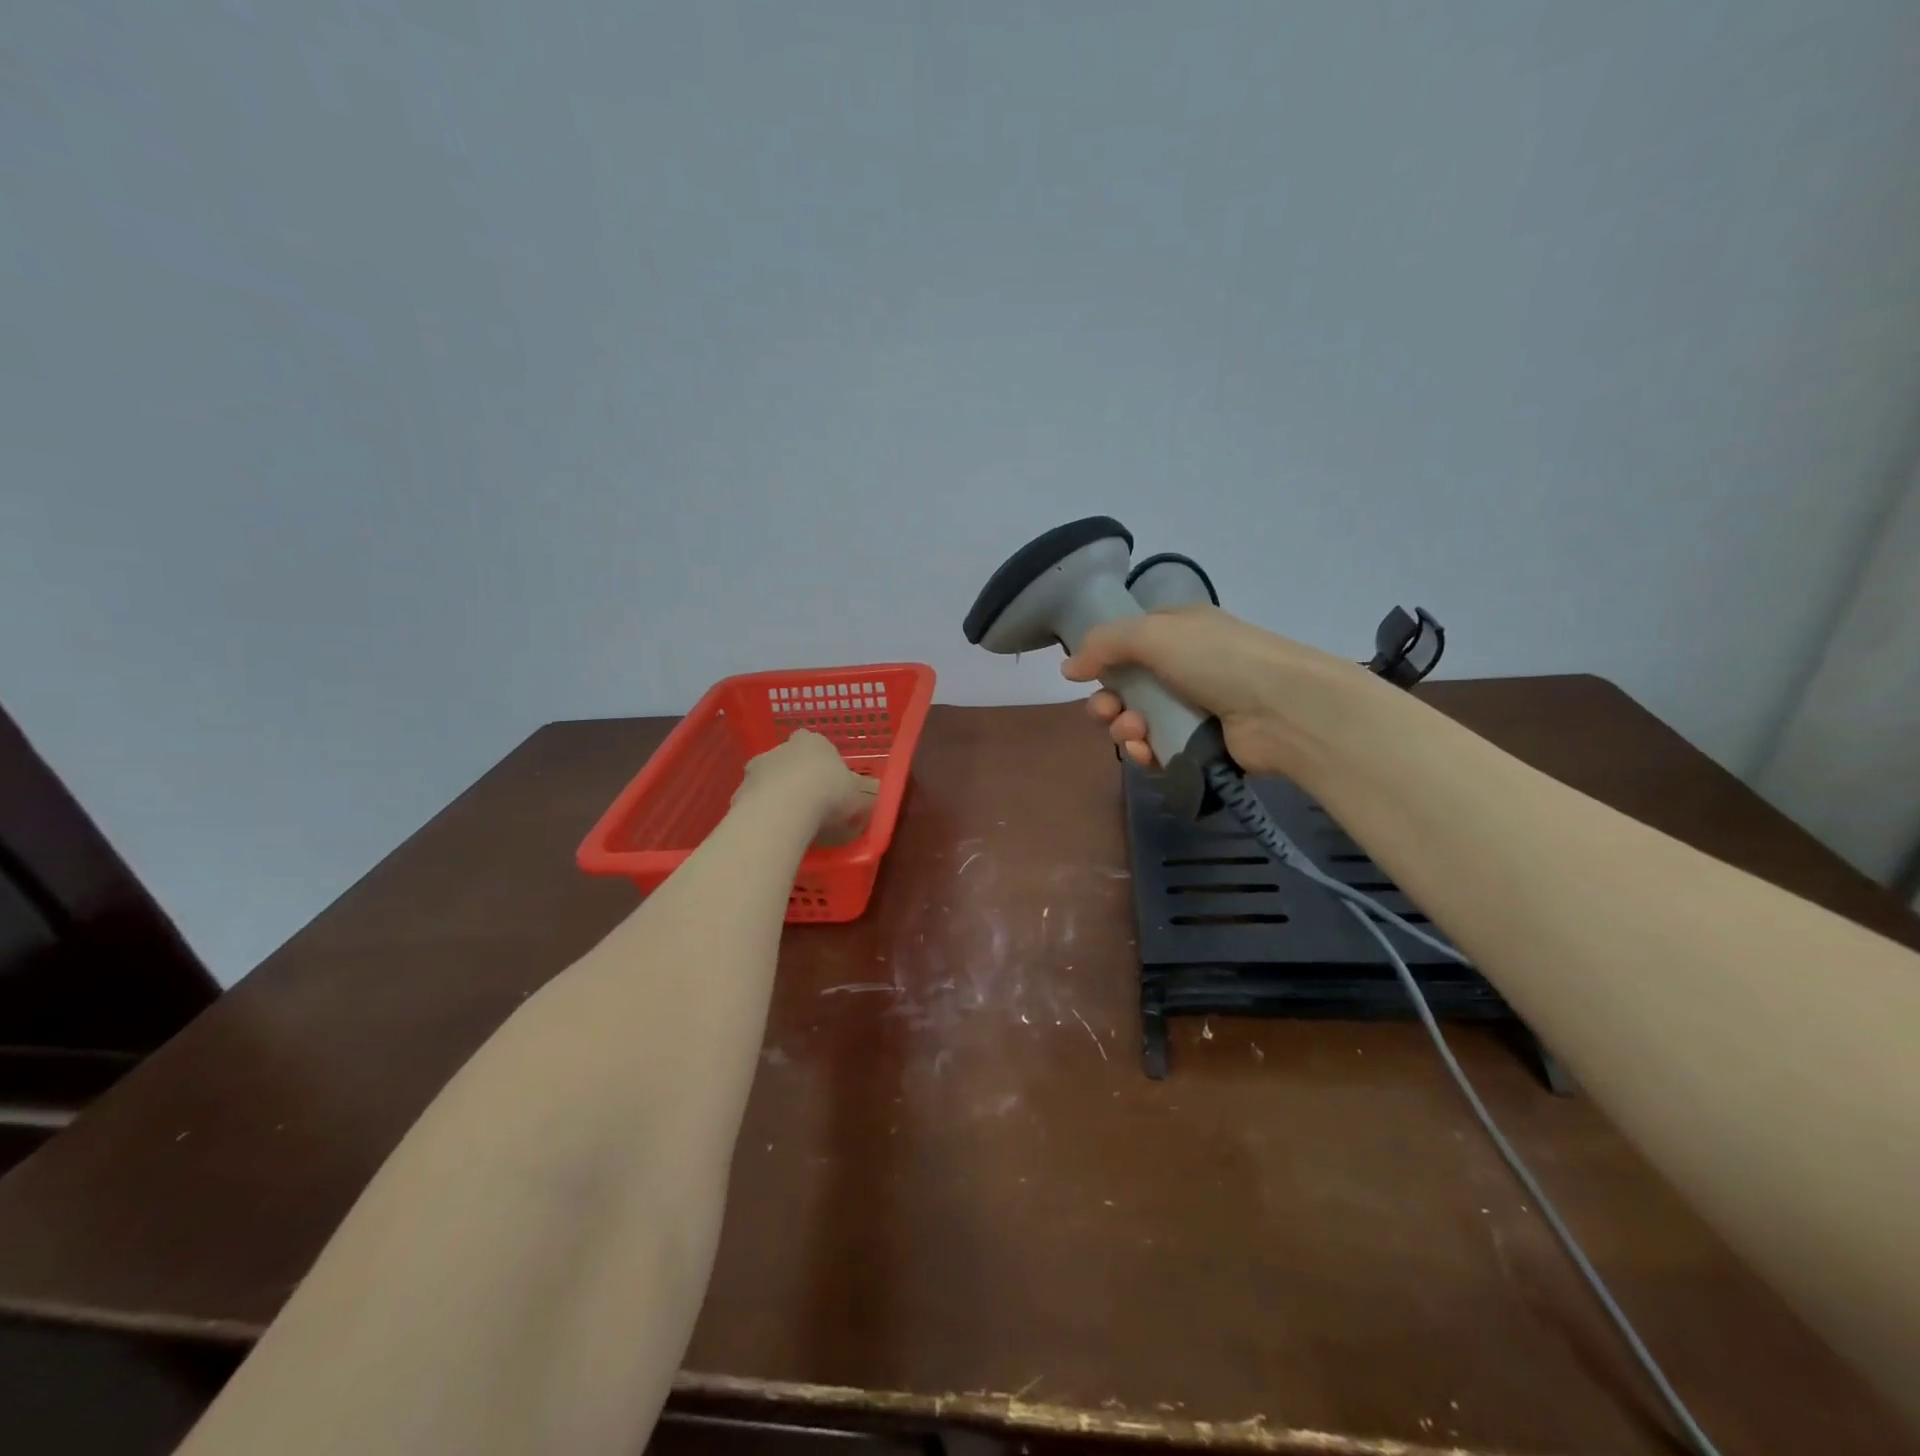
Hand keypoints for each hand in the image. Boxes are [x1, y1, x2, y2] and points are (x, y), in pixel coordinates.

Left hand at [735, 731, 878, 841]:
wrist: (784, 811)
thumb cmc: (829, 794)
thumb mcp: (859, 798)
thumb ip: (861, 796)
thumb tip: (868, 799)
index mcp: (812, 742)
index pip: (812, 741)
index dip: (818, 759)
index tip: (826, 778)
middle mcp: (779, 750)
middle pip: (786, 760)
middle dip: (793, 777)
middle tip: (808, 803)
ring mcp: (755, 772)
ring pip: (765, 782)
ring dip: (773, 796)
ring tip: (789, 824)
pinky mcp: (738, 795)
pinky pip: (752, 805)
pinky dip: (760, 816)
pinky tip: (772, 834)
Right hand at [1060, 605, 1379, 778]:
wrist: (1283, 709)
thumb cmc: (1218, 660)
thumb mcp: (1155, 634)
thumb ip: (1105, 644)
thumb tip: (1067, 668)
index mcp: (1179, 632)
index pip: (1130, 642)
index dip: (1104, 659)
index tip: (1085, 674)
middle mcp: (1186, 666)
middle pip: (1128, 687)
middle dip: (1108, 701)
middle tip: (1108, 711)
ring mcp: (1195, 708)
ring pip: (1139, 721)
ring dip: (1124, 728)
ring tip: (1135, 733)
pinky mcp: (1201, 746)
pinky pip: (1158, 750)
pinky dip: (1145, 753)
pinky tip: (1146, 753)